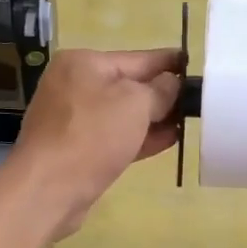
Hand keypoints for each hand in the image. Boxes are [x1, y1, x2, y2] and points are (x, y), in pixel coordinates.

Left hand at [6, 47, 182, 239]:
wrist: (48, 190)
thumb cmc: (92, 135)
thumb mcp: (135, 103)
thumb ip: (159, 90)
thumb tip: (171, 84)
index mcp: (84, 63)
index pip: (138, 58)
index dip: (169, 62)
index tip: (195, 66)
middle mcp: (75, 86)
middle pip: (129, 85)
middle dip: (163, 93)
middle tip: (198, 100)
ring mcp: (73, 120)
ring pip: (123, 114)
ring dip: (155, 118)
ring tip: (189, 121)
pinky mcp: (77, 150)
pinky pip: (115, 137)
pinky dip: (140, 138)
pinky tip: (168, 140)